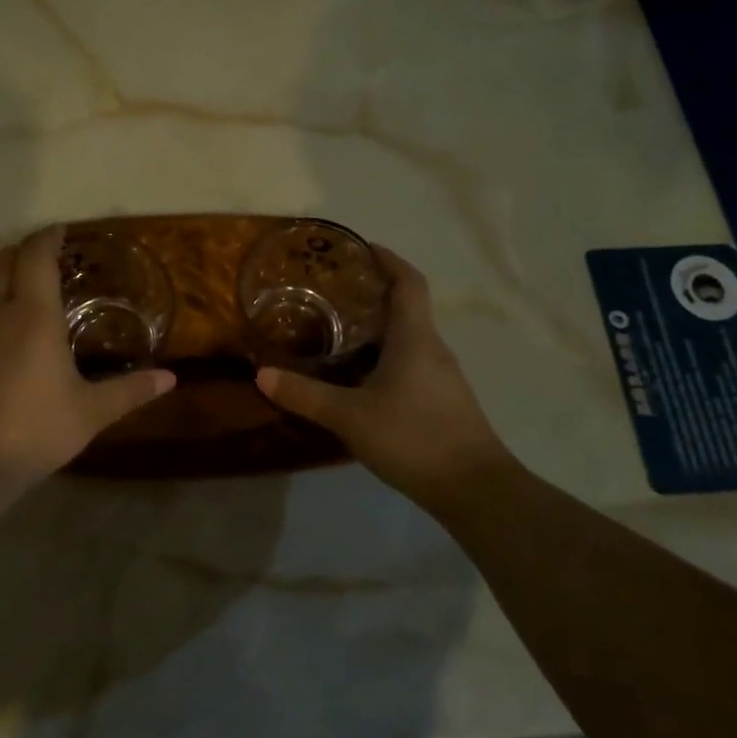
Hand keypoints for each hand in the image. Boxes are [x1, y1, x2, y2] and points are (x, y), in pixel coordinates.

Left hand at [0, 226, 175, 488]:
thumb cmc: (34, 430)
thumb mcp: (90, 413)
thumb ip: (130, 391)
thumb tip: (170, 378)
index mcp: (32, 315)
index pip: (35, 255)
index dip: (48, 237)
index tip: (64, 231)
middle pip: (4, 260)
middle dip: (26, 251)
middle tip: (54, 261)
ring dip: (7, 276)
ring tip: (35, 294)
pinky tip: (11, 335)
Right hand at [255, 246, 514, 501]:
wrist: (474, 488)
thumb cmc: (413, 437)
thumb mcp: (350, 416)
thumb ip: (306, 395)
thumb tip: (262, 375)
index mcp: (414, 337)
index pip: (408, 281)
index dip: (388, 259)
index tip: (361, 248)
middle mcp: (432, 347)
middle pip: (407, 307)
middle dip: (373, 294)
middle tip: (332, 293)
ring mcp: (441, 376)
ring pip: (408, 337)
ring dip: (378, 328)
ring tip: (338, 331)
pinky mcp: (443, 400)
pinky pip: (411, 362)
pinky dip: (386, 356)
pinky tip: (361, 378)